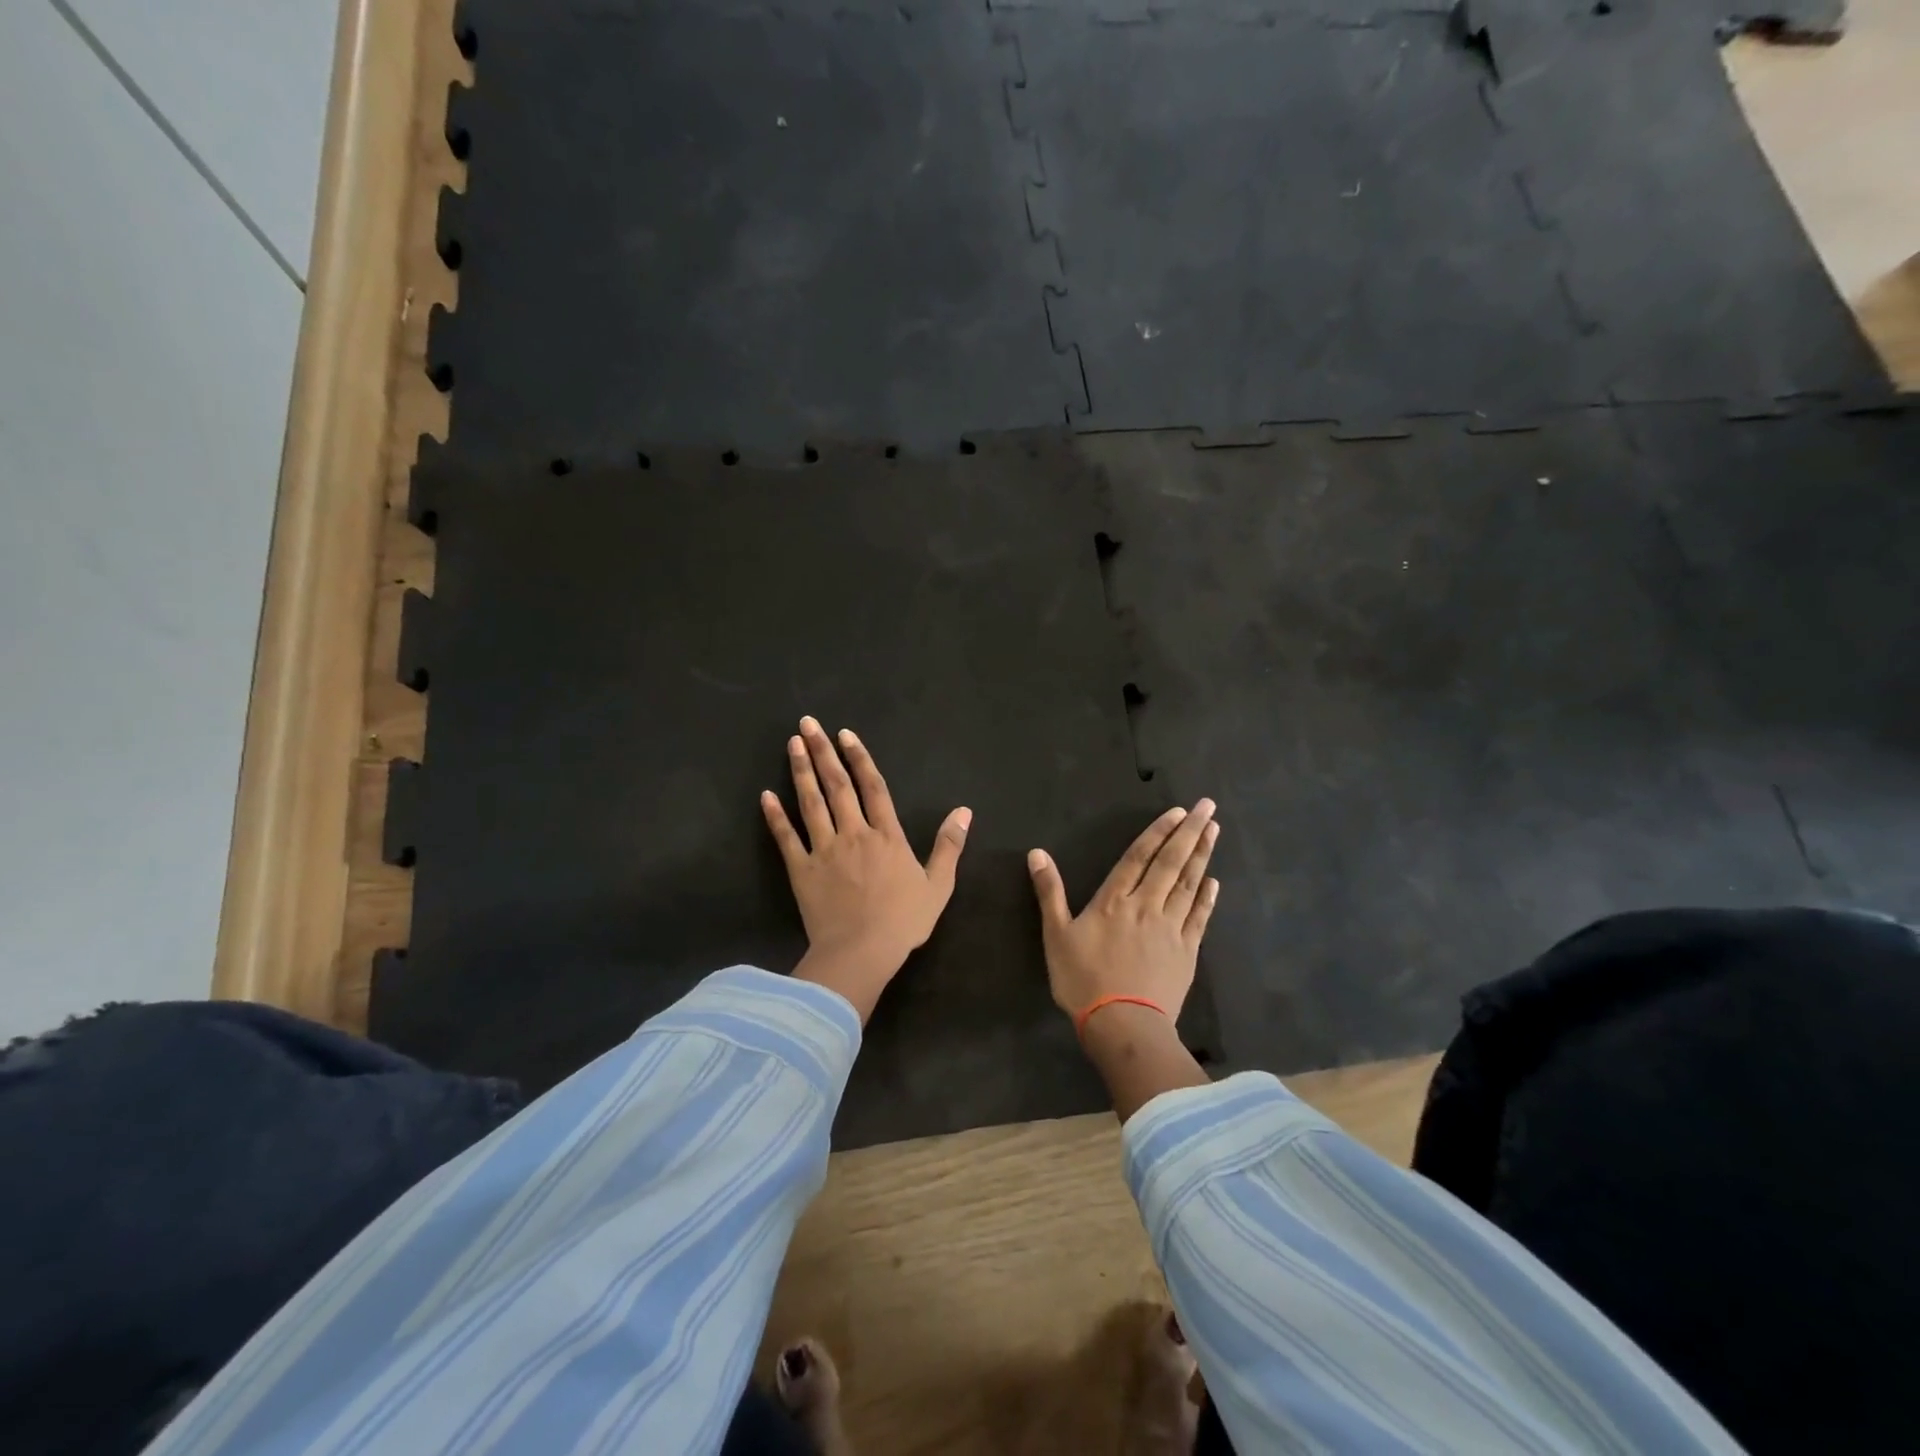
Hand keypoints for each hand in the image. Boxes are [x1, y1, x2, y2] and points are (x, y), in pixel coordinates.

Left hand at [762, 717, 970, 1021]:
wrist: (862, 952)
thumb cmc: (904, 921)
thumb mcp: (938, 885)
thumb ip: (949, 845)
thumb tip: (964, 811)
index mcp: (887, 836)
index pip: (873, 787)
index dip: (859, 758)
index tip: (845, 734)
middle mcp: (854, 833)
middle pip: (837, 785)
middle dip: (822, 752)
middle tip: (808, 724)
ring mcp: (825, 850)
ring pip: (812, 803)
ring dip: (801, 771)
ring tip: (792, 744)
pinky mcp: (801, 870)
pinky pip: (786, 838)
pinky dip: (775, 816)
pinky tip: (766, 795)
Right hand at [1028, 800, 1220, 1026]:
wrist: (1123, 1025)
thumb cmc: (1083, 980)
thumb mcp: (1056, 935)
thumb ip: (1049, 892)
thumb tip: (1037, 853)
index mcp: (1114, 901)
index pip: (1139, 857)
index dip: (1158, 832)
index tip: (1178, 812)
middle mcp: (1146, 906)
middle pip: (1170, 863)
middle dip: (1190, 833)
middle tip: (1207, 806)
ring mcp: (1170, 929)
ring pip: (1188, 885)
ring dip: (1202, 856)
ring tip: (1214, 831)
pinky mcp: (1186, 952)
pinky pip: (1199, 918)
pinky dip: (1206, 898)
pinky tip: (1213, 881)